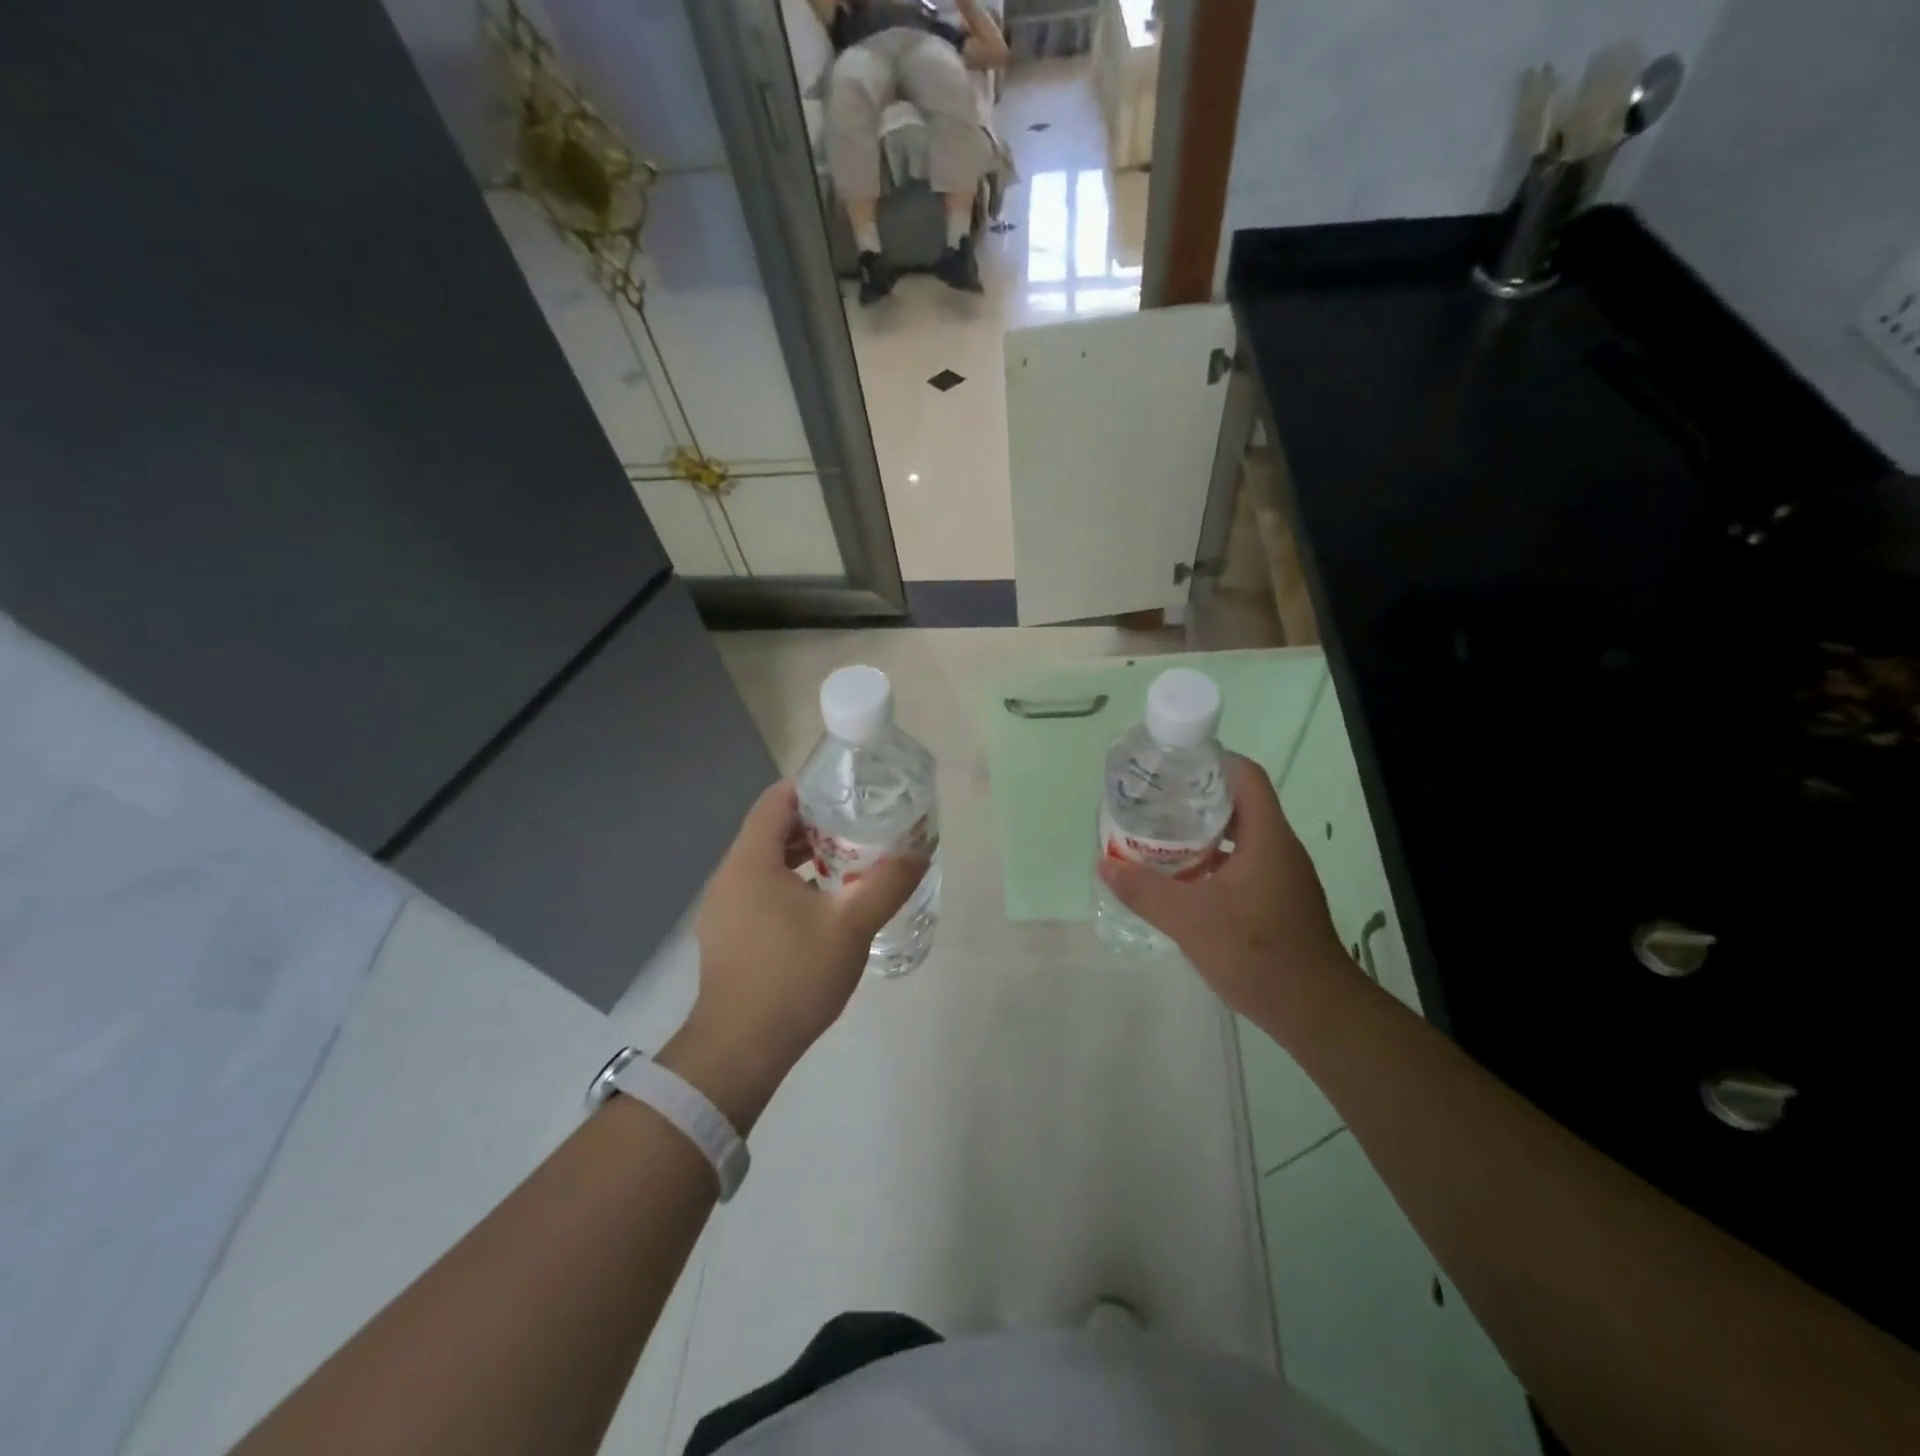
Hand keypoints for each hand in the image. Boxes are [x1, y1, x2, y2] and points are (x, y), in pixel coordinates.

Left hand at [665, 781, 928, 1128]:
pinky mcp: (726, 935)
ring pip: (765, 863)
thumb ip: (888, 883)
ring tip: (847, 863)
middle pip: (771, 830)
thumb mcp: (851, 925)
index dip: (813, 788)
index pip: (776, 800)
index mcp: (751, 861)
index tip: (850, 792)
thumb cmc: (793, 976)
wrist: (740, 1050)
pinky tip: (821, 907)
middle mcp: (729, 876)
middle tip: (859, 827)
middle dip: (815, 824)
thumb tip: (919, 850)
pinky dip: (789, 884)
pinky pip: (759, 890)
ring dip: (803, 857)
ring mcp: (723, 908)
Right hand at [1096, 754, 1350, 1027]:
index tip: (1173, 763)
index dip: (1212, 760)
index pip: (1245, 776)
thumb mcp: (1190, 920)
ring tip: (1159, 835)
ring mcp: (1281, 876)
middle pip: (1239, 803)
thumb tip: (1104, 864)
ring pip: (1239, 837)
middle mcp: (1278, 848)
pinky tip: (1183, 881)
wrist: (1316, 1012)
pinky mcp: (1278, 900)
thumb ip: (1144, 890)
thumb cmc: (1257, 953)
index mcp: (1266, 837)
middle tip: (1154, 800)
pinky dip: (1212, 862)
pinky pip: (1242, 864)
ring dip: (1202, 832)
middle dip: (1196, 796)